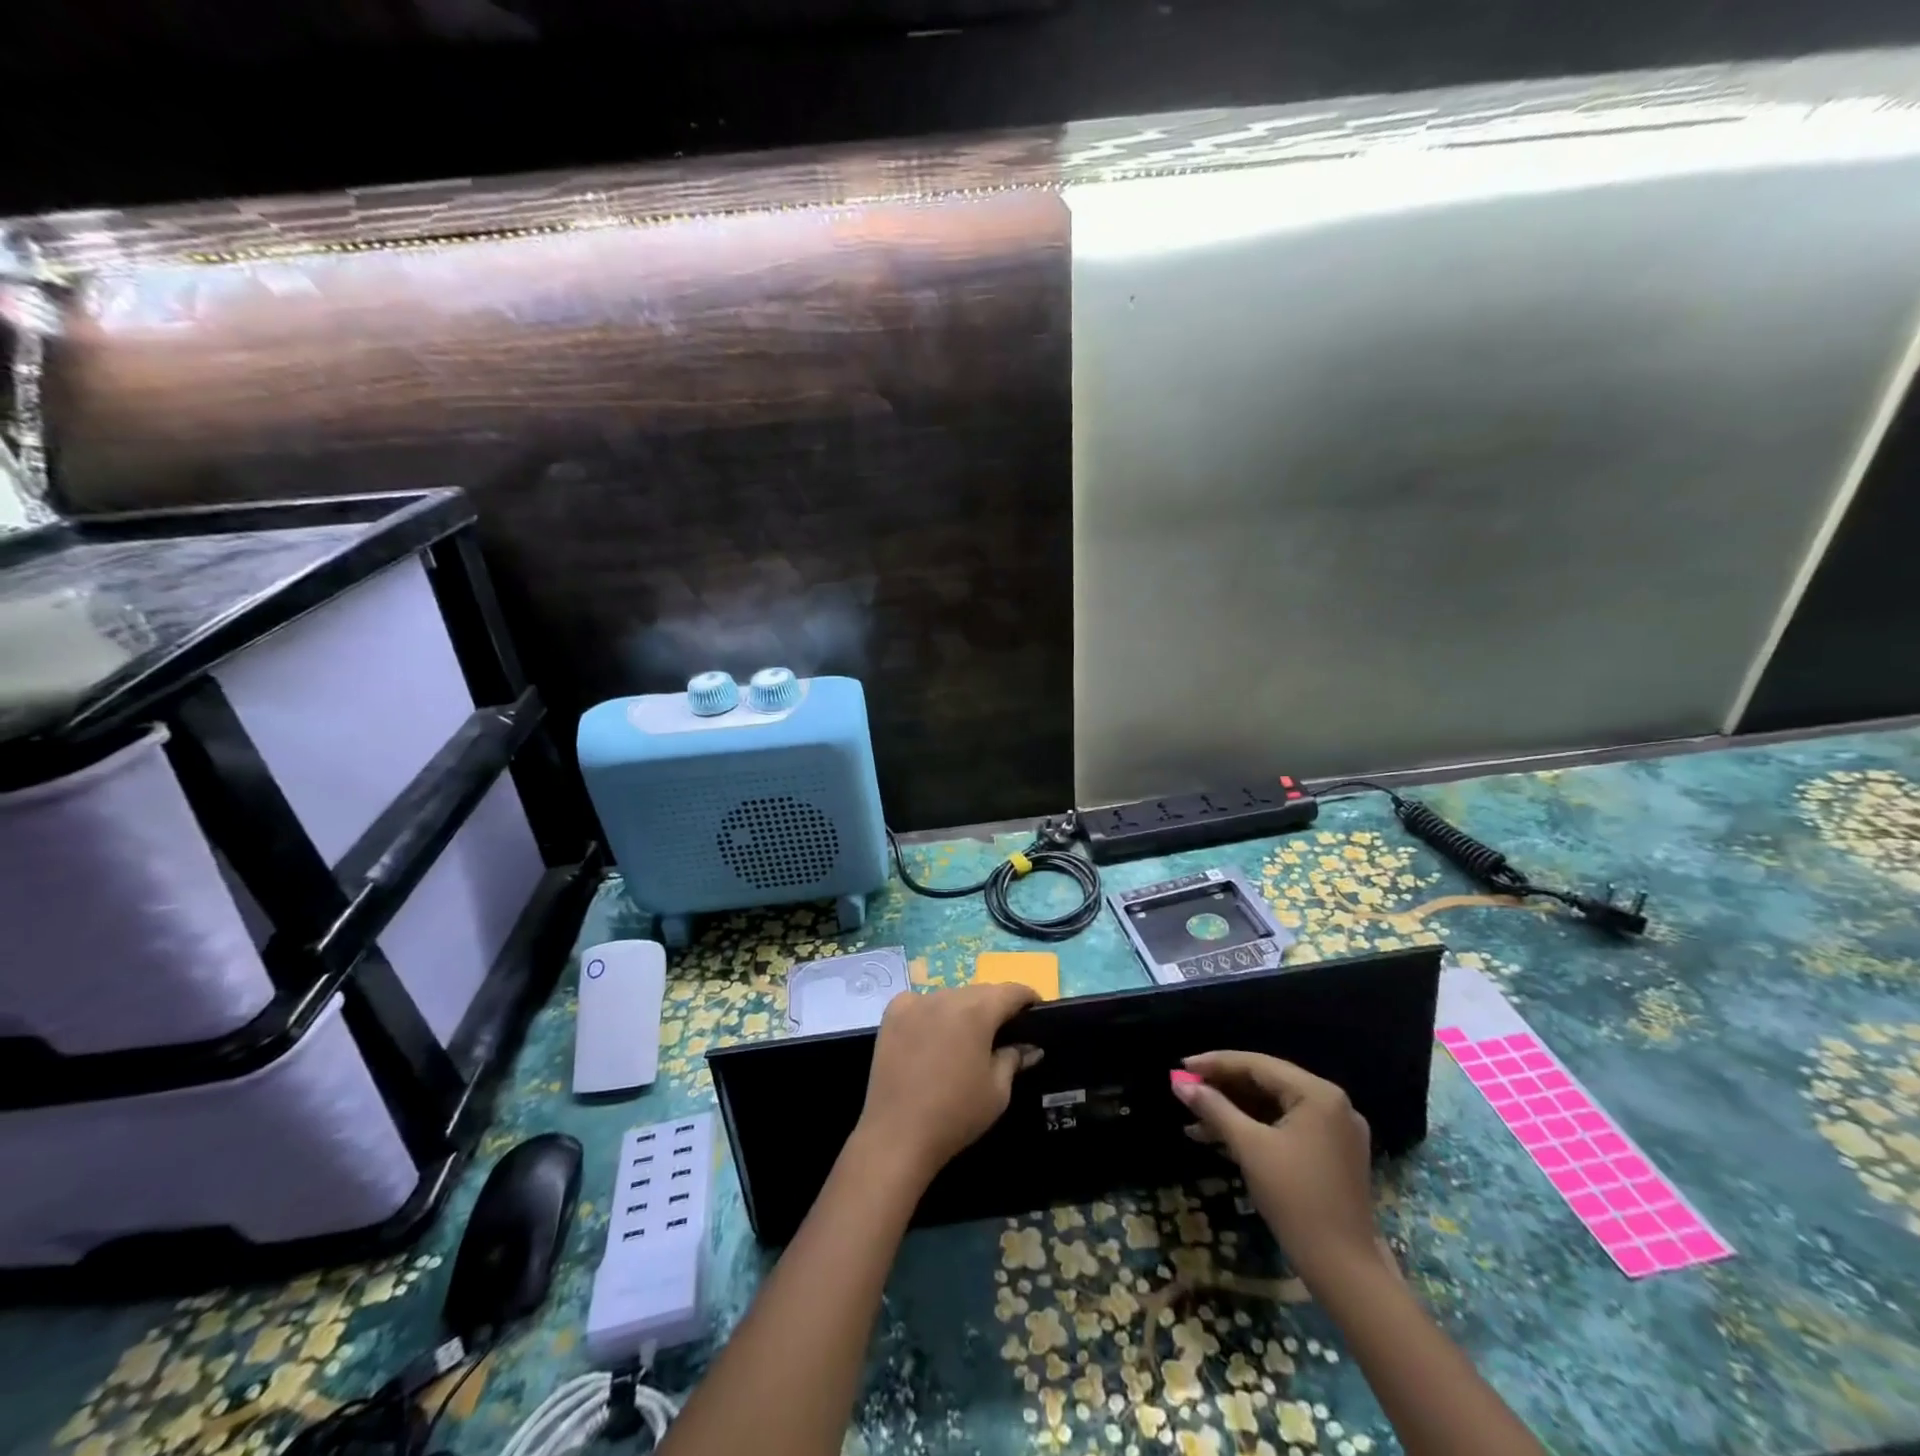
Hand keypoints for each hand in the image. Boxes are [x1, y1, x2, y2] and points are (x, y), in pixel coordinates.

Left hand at [855, 983, 1040, 1184]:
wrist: (897, 1134)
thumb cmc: (956, 1114)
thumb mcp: (997, 1091)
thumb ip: (1014, 1059)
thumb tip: (1030, 1047)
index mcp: (977, 1011)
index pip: (1011, 991)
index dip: (1027, 998)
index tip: (1035, 1011)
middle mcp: (946, 996)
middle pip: (980, 992)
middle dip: (995, 1006)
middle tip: (1003, 1030)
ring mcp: (916, 1002)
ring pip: (950, 996)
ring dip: (962, 1009)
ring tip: (966, 1037)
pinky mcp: (893, 1013)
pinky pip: (920, 1002)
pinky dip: (931, 1012)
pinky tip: (931, 1034)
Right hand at [1172, 1051, 1381, 1286]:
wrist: (1345, 1271)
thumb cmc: (1296, 1200)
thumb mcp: (1250, 1148)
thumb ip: (1214, 1109)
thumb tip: (1180, 1085)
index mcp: (1318, 1094)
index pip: (1258, 1065)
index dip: (1216, 1064)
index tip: (1181, 1067)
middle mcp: (1332, 1103)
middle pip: (1267, 1083)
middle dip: (1223, 1088)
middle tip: (1186, 1091)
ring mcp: (1336, 1129)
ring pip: (1274, 1106)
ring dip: (1235, 1112)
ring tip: (1195, 1121)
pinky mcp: (1333, 1153)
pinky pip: (1287, 1127)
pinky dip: (1256, 1129)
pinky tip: (1222, 1139)